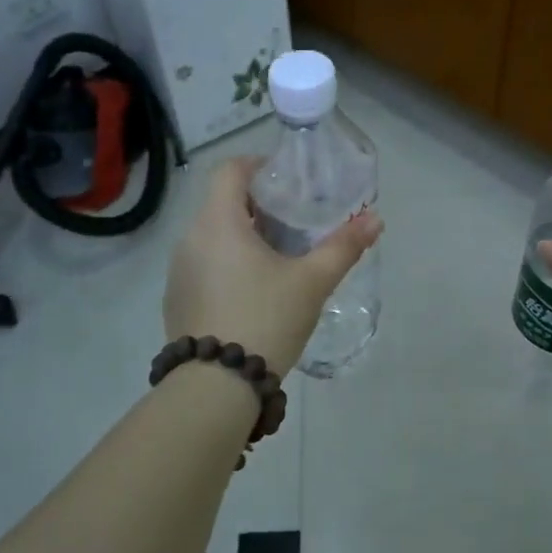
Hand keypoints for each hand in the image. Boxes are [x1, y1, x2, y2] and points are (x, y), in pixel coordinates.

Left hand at [164, 157, 383, 378]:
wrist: (216, 386)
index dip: (258, 166)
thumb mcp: (312, 282)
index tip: (287, 182)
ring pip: (212, 236)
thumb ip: (343, 246)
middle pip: (222, 203)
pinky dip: (226, 264)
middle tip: (294, 222)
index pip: (229, 170)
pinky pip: (203, 265)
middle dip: (258, 206)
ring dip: (242, 237)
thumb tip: (375, 219)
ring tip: (277, 257)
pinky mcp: (176, 298)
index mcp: (218, 222)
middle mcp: (190, 238)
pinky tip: (252, 292)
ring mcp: (178, 270)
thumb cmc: (266, 319)